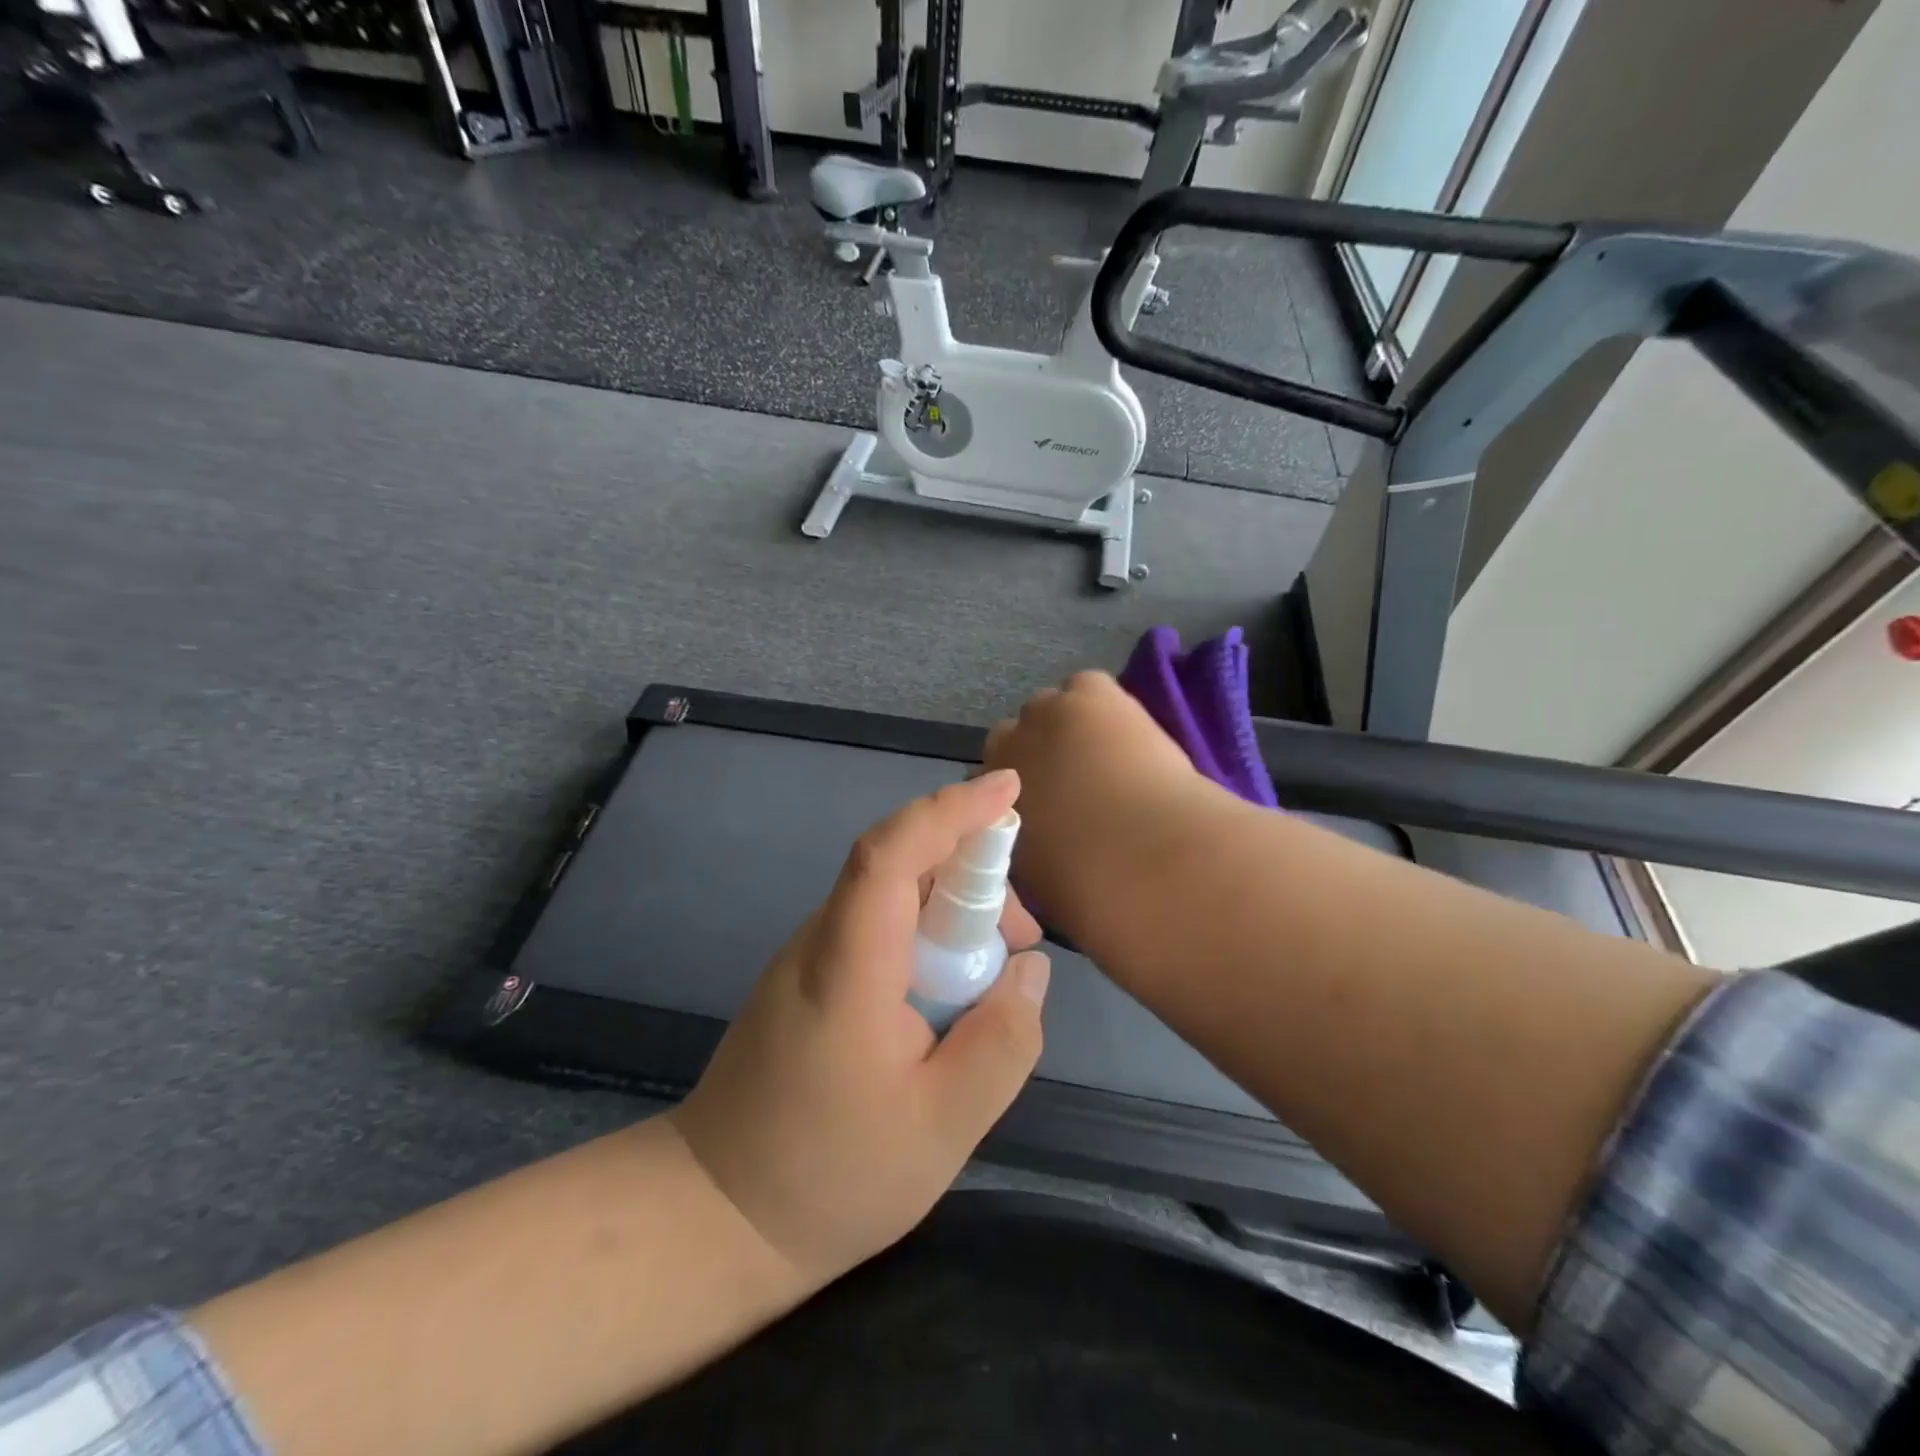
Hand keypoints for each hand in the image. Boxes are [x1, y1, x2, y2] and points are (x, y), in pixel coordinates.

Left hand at [670, 771, 1049, 1288]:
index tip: (1008, 788)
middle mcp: (821, 941)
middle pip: (899, 866)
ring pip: (892, 897)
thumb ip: (1002, 1041)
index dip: (951, 810)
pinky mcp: (810, 979)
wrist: (715, 1214)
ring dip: (952, 910)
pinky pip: (878, 928)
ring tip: (995, 973)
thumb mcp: (944, 1126)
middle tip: (1022, 936)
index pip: (893, 853)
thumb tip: (1030, 969)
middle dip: (972, 874)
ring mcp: (808, 958)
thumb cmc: (830, 1175)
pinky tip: (950, 992)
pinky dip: (926, 936)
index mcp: (848, 965)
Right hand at [983, 671, 1217, 940]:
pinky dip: (1099, 704)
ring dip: (1068, 728)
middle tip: (1075, 782)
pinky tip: (1120, 730)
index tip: (1044, 808)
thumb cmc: (1090, 889)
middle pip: (1010, 738)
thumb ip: (1024, 849)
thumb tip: (1038, 841)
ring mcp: (1043, 714)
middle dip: (1036, 755)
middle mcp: (1003, 750)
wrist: (1146, 860)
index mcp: (986, 801)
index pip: (986, 783)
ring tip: (1105, 756)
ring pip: (1048, 710)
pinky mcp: (1086, 694)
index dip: (1015, 793)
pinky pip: (1085, 688)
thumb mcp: (1037, 879)